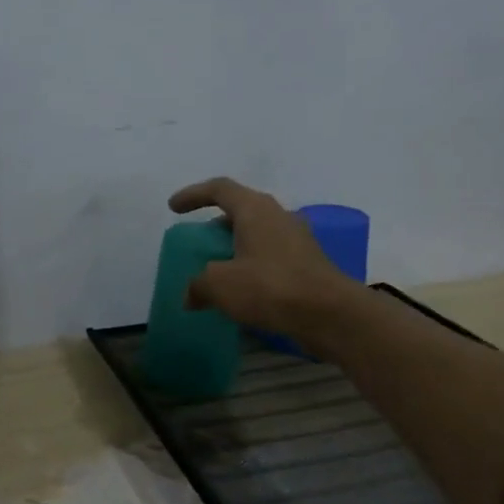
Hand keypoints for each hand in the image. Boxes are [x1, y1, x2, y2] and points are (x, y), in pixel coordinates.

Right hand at [169, 177, 357, 334]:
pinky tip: (241, 291)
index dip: (193, 195)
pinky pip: (270, 257)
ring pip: (257, 235)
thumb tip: (191, 294)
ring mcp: (297, 240)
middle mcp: (278, 216)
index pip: (219, 189)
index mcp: (255, 209)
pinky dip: (251, 267)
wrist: (329, 314)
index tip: (173, 208)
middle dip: (215, 226)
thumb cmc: (270, 287)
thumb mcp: (219, 285)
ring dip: (234, 249)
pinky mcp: (307, 264)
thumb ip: (198, 284)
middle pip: (240, 210)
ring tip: (217, 271)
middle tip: (198, 245)